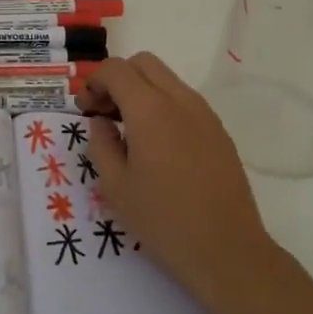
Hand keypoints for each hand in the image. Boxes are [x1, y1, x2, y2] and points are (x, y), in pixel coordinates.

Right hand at [81, 53, 277, 310]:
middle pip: (143, 63)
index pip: (115, 69)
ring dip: (142, 90)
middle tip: (104, 112)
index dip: (93, 81)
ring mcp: (204, 114)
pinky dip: (163, 106)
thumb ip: (101, 144)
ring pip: (167, 79)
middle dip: (118, 78)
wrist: (227, 251)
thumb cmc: (164, 220)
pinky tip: (158, 145)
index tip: (85, 109)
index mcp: (150, 109)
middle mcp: (180, 100)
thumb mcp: (116, 187)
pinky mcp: (219, 131)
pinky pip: (185, 101)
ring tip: (129, 130)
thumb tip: (102, 122)